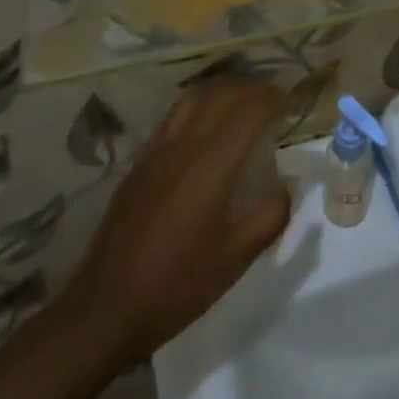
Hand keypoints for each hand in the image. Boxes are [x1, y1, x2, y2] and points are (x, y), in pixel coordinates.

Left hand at [53, 79, 290, 367]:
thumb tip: (287, 186)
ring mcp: (156, 150)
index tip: (293, 101)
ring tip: (244, 105)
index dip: (275, 98)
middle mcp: (183, 146)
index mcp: (211, 167)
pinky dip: (200, 106)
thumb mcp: (235, 260)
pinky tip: (206, 128)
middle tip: (276, 100)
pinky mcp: (139, 162)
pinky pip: (174, 116)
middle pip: (223, 94)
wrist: (105, 309)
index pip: (249, 111)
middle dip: (254, 89)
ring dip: (226, 92)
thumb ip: (269, 217)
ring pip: (196, 97)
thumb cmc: (176, 287)